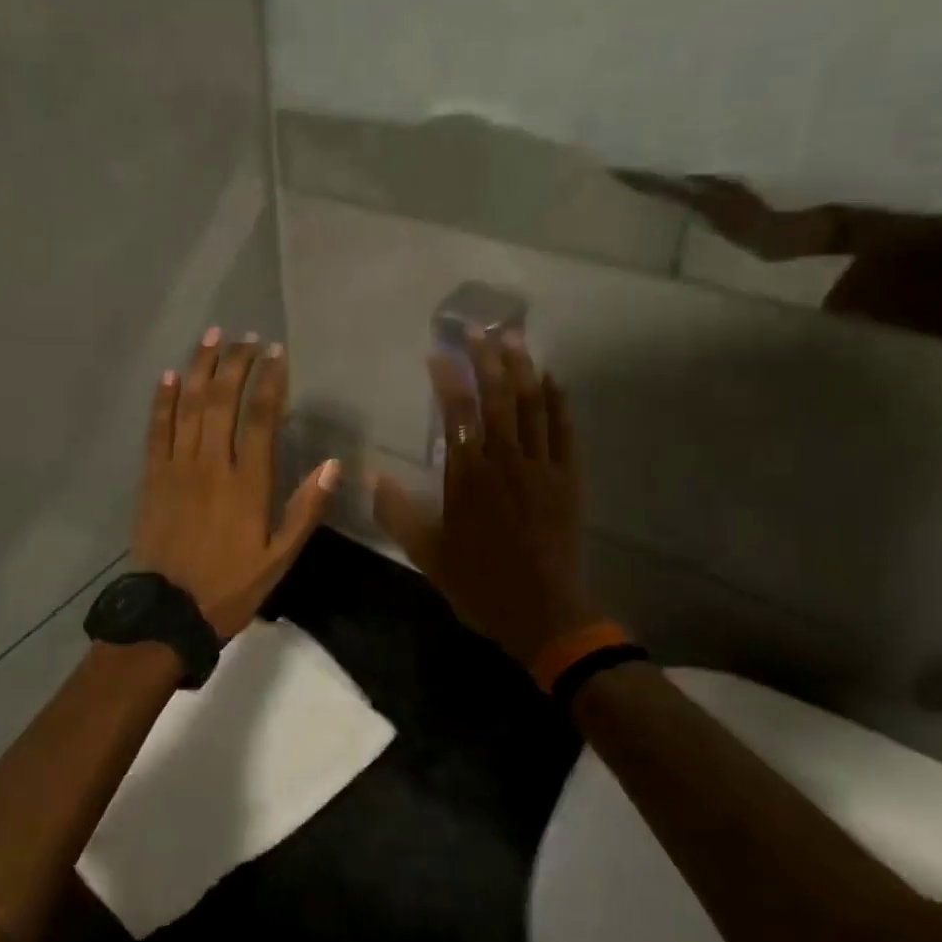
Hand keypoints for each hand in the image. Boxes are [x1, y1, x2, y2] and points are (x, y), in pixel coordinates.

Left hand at [132, 327, 339, 638]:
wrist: (168, 613)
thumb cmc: (231, 587)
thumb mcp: (280, 558)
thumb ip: (306, 510)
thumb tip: (334, 465)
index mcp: (247, 484)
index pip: (260, 418)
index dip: (270, 381)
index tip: (277, 353)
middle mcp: (211, 465)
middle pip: (222, 402)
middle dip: (236, 364)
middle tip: (247, 338)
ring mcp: (176, 468)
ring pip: (189, 407)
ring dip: (201, 368)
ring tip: (213, 336)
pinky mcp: (151, 478)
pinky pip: (156, 430)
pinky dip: (163, 400)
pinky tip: (171, 375)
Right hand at [371, 332, 601, 669]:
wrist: (542, 614)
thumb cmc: (479, 583)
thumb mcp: (426, 555)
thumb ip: (397, 513)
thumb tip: (372, 476)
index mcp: (468, 477)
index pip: (457, 413)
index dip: (447, 378)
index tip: (438, 353)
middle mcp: (505, 462)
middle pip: (498, 397)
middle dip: (488, 358)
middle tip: (480, 328)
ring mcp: (542, 468)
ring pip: (533, 406)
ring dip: (523, 368)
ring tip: (515, 338)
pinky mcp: (569, 479)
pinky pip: (565, 431)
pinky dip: (559, 402)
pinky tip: (554, 380)